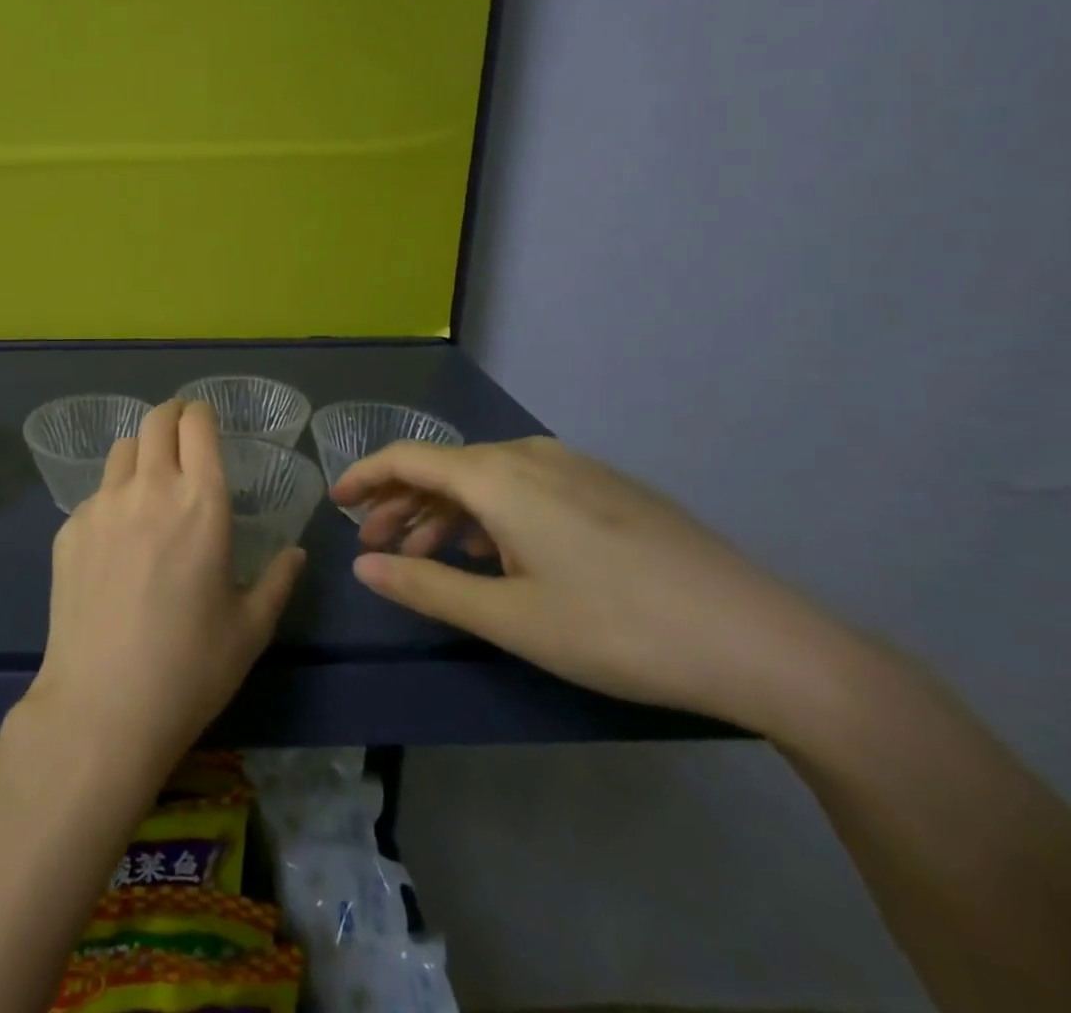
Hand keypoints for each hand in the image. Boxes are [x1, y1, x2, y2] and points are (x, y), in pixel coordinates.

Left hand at [27, 399, 305, 778]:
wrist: (103, 705)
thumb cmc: (190, 668)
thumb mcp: (250, 628)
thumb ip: (277, 580)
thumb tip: (295, 553)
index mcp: (201, 502)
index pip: (197, 425)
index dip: (202, 414)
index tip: (206, 422)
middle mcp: (149, 488)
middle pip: (154, 420)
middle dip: (171, 416)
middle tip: (181, 435)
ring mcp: (102, 505)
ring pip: (121, 451)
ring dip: (140, 452)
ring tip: (149, 482)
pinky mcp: (68, 528)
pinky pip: (95, 495)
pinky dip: (112, 499)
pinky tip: (117, 542)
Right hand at [334, 437, 850, 732]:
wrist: (765, 643)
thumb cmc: (619, 628)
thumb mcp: (510, 618)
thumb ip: (426, 586)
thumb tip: (362, 565)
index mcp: (498, 476)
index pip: (407, 458)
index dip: (364, 476)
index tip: (334, 501)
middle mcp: (530, 456)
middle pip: (444, 468)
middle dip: (400, 504)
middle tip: (373, 544)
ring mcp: (575, 469)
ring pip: (484, 480)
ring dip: (444, 513)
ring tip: (425, 556)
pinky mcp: (607, 489)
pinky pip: (523, 488)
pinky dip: (487, 515)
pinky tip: (492, 555)